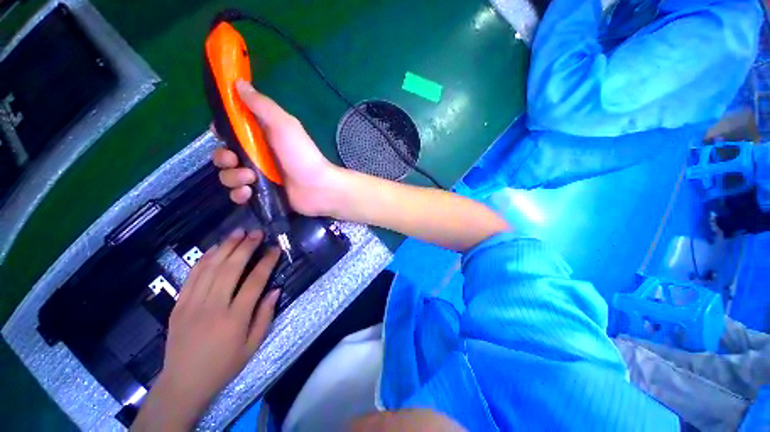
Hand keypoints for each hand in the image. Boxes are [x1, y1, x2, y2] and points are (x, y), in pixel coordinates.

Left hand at [132, 229, 279, 430]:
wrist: (183, 382)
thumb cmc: (224, 365)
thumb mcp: (253, 345)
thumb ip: (265, 316)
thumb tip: (275, 290)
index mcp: (235, 319)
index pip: (254, 282)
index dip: (267, 262)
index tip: (275, 249)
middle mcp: (213, 306)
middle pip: (230, 268)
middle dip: (246, 246)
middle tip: (257, 232)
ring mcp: (192, 304)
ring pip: (210, 267)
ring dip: (226, 247)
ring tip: (238, 232)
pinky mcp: (178, 304)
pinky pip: (192, 276)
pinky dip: (204, 258)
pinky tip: (215, 248)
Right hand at [213, 81, 344, 216]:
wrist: (319, 188)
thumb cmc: (302, 155)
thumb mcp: (284, 126)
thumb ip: (262, 106)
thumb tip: (238, 83)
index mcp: (261, 137)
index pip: (232, 130)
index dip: (222, 130)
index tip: (219, 132)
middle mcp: (258, 156)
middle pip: (225, 154)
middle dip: (223, 157)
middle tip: (234, 160)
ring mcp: (259, 177)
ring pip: (229, 175)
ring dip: (233, 177)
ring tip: (250, 179)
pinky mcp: (261, 194)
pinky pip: (239, 194)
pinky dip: (239, 194)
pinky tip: (249, 192)